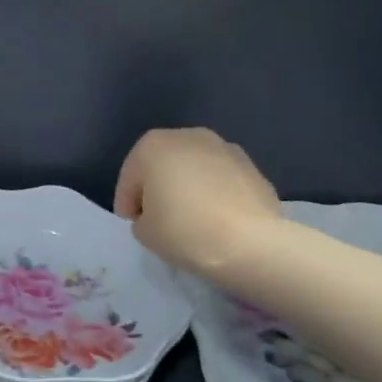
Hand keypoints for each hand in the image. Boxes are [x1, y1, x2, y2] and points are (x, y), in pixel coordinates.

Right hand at [113, 127, 280, 278]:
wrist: (253, 243)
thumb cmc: (185, 230)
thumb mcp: (144, 231)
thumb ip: (143, 217)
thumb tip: (158, 215)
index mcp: (152, 145)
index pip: (130, 177)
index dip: (127, 202)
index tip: (133, 223)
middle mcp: (188, 137)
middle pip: (163, 165)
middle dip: (159, 188)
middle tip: (159, 218)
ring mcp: (226, 149)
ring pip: (195, 170)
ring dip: (189, 188)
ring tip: (192, 219)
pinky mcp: (254, 169)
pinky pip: (222, 181)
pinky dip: (216, 194)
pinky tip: (218, 219)